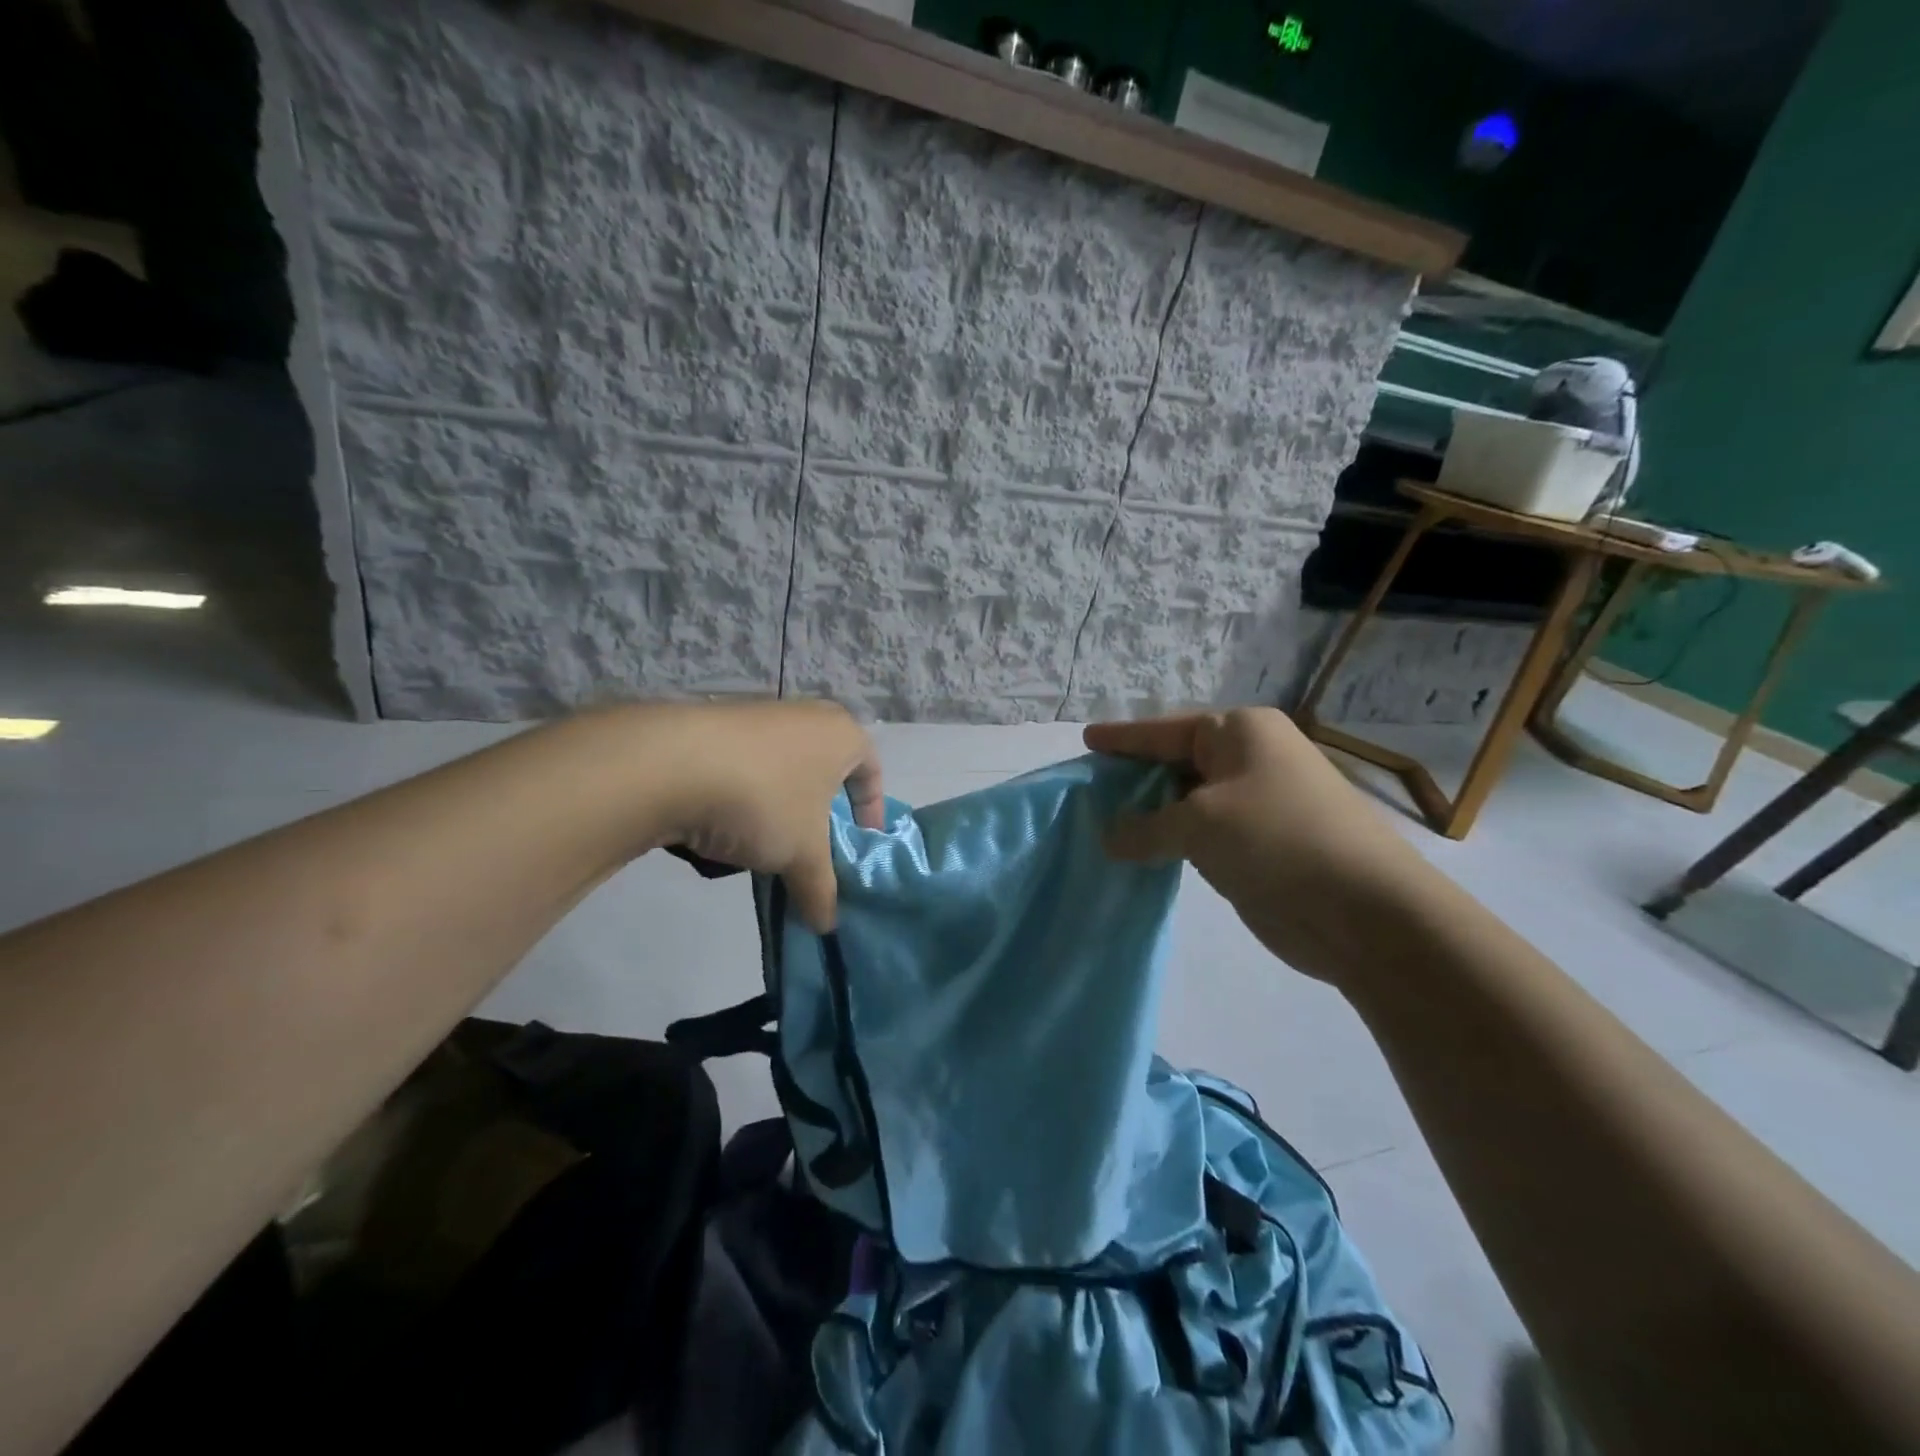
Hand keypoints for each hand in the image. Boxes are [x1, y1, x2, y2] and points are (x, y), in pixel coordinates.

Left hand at [652, 700, 883, 931]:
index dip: (870, 813)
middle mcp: (806, 715)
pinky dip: (744, 798)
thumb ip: (821, 890)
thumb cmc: (764, 800)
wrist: (670, 764)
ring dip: (779, 810)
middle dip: (820, 815)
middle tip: (812, 850)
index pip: (872, 772)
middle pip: (826, 773)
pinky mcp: (715, 724)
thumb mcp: (802, 855)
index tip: (858, 845)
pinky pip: (746, 768)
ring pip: (783, 772)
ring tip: (764, 847)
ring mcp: (758, 716)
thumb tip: (826, 925)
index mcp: (842, 734)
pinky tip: (724, 828)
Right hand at [1085, 708, 1434, 982]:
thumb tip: (1111, 837)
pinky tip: (1142, 852)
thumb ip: (1145, 827)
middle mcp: (1250, 759)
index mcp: (1240, 732)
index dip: (1123, 738)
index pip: (1165, 730)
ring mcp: (1257, 802)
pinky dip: (1172, 840)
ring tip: (1104, 823)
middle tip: (1088, 791)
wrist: (1364, 911)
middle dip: (1134, 778)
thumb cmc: (1275, 840)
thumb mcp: (1197, 824)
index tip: (1087, 739)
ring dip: (1152, 814)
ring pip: (1188, 800)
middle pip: (1176, 762)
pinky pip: (1202, 832)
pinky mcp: (1259, 843)